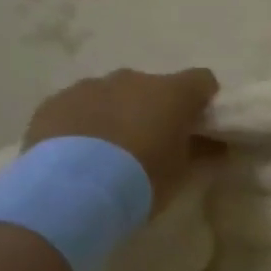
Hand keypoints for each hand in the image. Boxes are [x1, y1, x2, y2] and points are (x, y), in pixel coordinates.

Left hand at [23, 68, 219, 214]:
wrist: (71, 190)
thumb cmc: (140, 179)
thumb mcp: (181, 173)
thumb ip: (201, 152)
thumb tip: (216, 145)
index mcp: (172, 93)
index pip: (202, 80)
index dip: (202, 99)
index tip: (198, 124)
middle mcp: (133, 79)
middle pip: (153, 86)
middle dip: (154, 108)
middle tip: (150, 142)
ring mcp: (90, 87)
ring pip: (113, 93)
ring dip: (117, 112)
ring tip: (109, 151)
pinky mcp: (54, 102)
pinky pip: (78, 106)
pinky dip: (84, 121)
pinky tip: (78, 152)